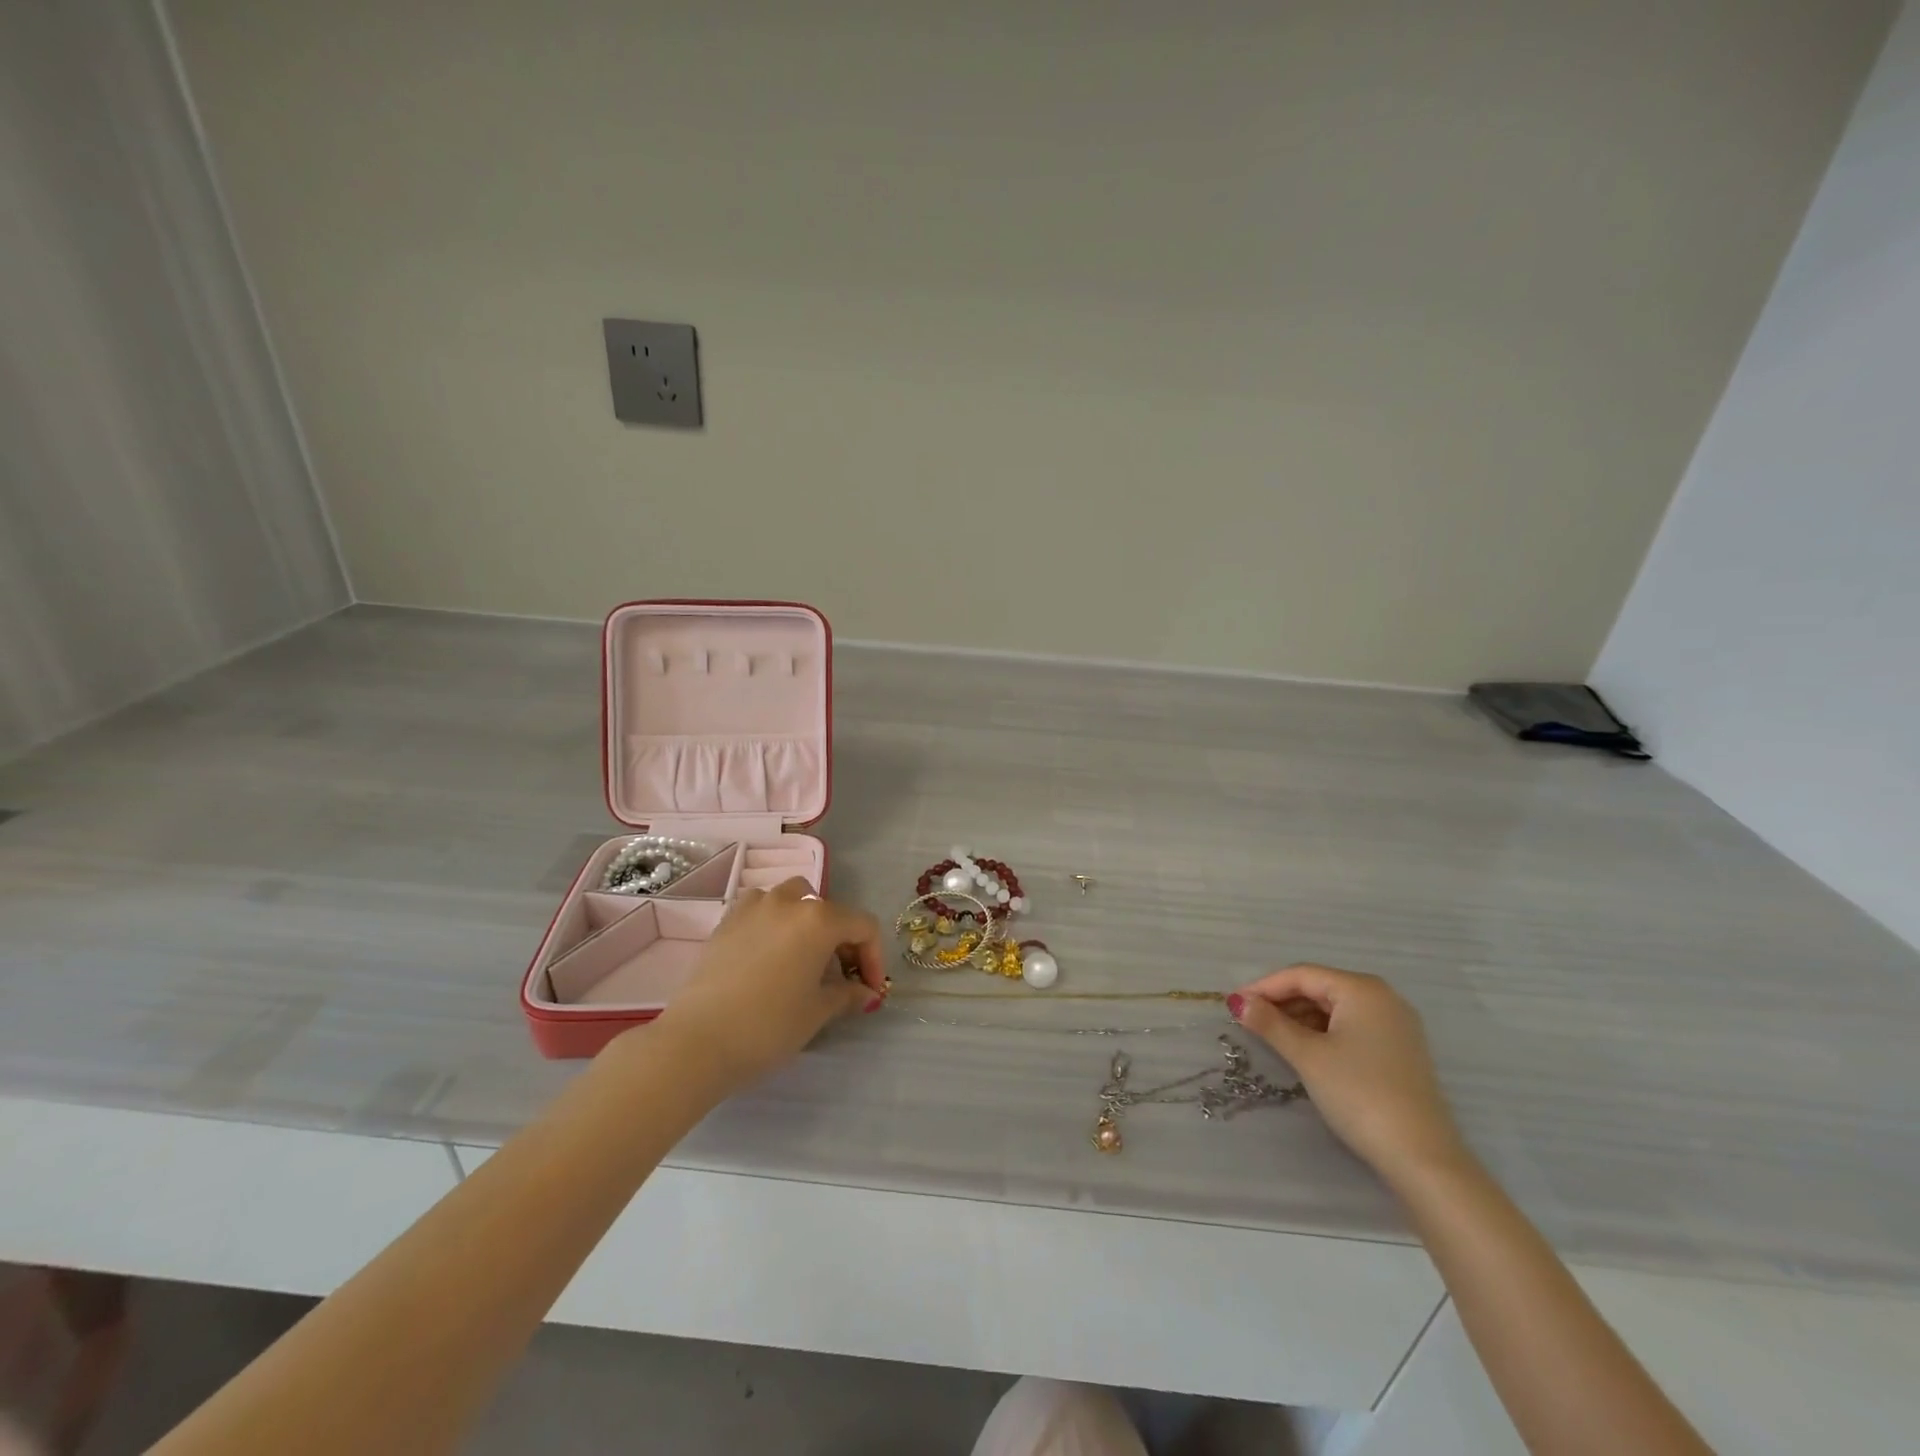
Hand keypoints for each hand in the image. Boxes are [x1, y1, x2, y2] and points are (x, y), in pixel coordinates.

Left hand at [649, 879, 886, 1096]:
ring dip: (808, 924)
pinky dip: (775, 924)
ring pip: (793, 900)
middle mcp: (788, 901)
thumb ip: (847, 995)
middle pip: (829, 910)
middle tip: (840, 979)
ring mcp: (753, 907)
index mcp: (819, 918)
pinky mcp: (726, 921)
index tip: (870, 990)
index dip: (874, 958)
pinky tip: (770, 957)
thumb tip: (865, 993)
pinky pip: (762, 910)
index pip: (863, 926)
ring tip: (804, 960)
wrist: (696, 1042)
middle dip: (842, 941)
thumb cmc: (768, 1026)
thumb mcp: (817, 1013)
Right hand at [1229, 964, 1469, 1185]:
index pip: (1301, 975)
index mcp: (1362, 989)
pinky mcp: (1400, 1050)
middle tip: (1248, 1021)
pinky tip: (1305, 1049)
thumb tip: (1238, 1002)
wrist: (1422, 1157)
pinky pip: (1351, 1027)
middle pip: (1319, 988)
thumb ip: (1270, 1024)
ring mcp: (1395, 1024)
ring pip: (1335, 1008)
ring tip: (1271, 1036)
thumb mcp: (1307, 1056)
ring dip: (1300, 1018)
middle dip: (1281, 1002)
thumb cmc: (1359, 1094)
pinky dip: (1323, 1032)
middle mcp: (1383, 997)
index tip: (1233, 1004)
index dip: (1263, 987)